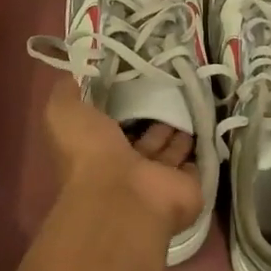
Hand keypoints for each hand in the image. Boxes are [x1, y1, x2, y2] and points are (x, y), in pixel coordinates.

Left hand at [42, 79, 202, 240]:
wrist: (125, 196)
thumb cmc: (91, 154)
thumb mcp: (64, 113)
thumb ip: (66, 93)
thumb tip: (74, 73)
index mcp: (99, 150)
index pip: (112, 125)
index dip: (121, 105)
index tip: (135, 78)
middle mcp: (128, 166)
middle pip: (144, 138)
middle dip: (154, 117)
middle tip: (170, 88)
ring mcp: (158, 178)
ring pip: (169, 150)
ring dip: (178, 130)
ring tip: (191, 100)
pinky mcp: (186, 185)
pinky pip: (196, 163)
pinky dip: (201, 147)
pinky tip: (207, 122)